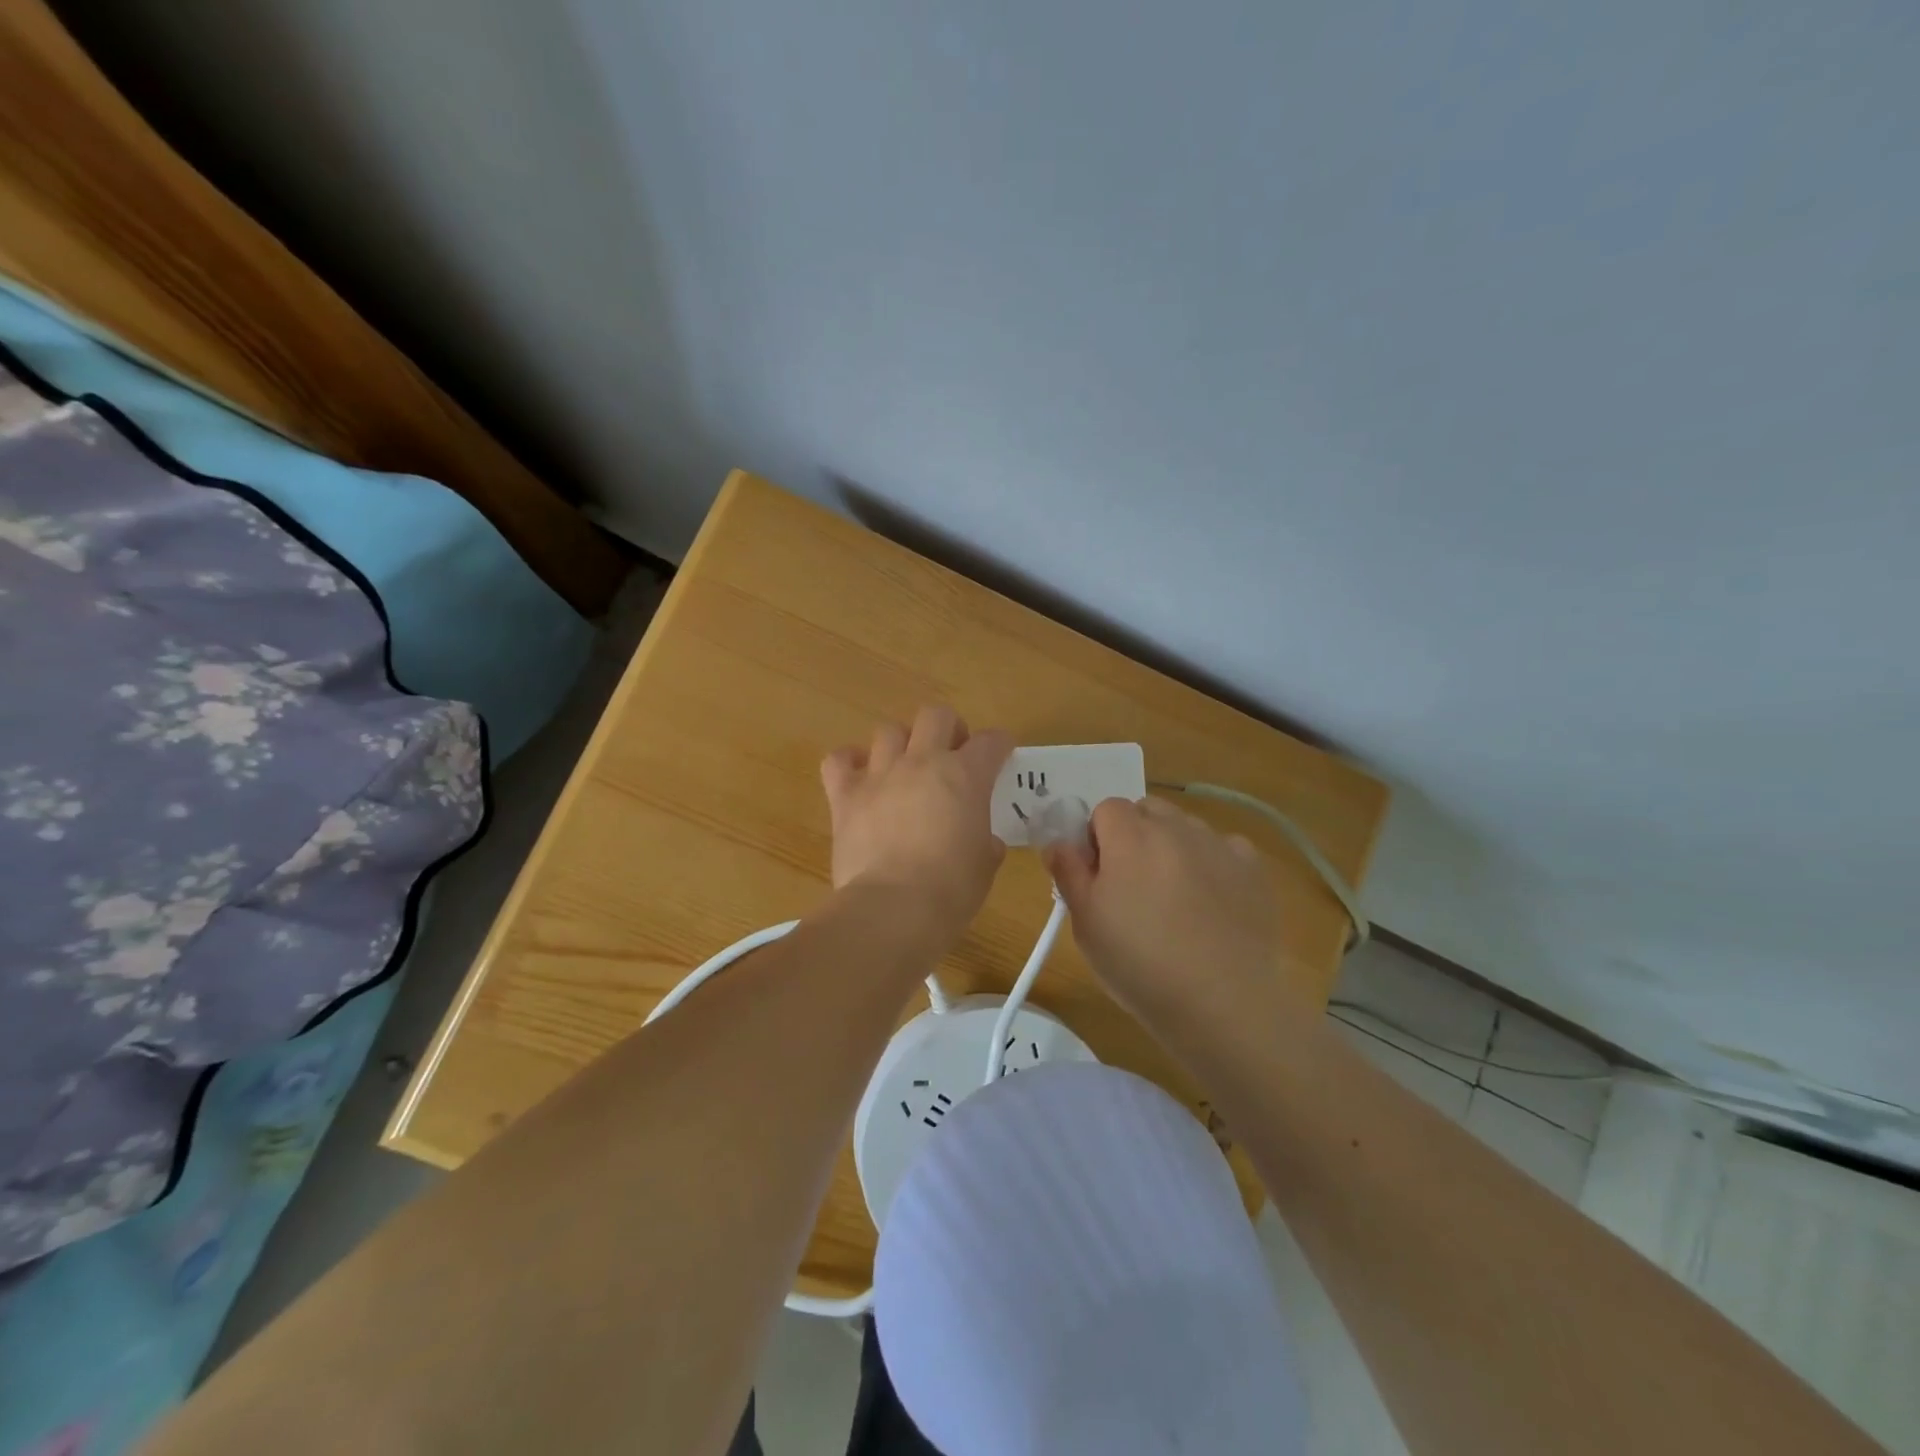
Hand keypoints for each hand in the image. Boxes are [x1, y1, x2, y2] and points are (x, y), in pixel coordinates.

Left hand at [820, 707, 1013, 934]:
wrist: (894, 908)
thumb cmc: (951, 889)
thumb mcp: (985, 865)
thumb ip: (986, 842)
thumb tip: (984, 841)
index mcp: (965, 776)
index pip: (991, 741)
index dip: (999, 745)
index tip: (1001, 756)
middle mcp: (922, 762)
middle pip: (936, 716)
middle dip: (948, 729)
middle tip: (951, 755)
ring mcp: (880, 774)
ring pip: (888, 731)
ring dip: (901, 744)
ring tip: (904, 767)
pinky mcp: (845, 795)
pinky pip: (838, 760)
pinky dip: (849, 762)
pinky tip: (859, 777)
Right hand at [1044, 797, 1295, 1038]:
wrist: (1221, 1002)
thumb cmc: (1139, 963)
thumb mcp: (1086, 922)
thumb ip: (1068, 872)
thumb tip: (1058, 842)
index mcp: (1130, 836)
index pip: (1105, 808)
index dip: (1097, 837)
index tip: (1098, 875)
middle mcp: (1176, 827)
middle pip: (1147, 810)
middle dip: (1135, 835)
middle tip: (1132, 884)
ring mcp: (1218, 845)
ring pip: (1185, 827)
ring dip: (1172, 846)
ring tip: (1174, 898)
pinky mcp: (1252, 868)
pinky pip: (1224, 848)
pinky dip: (1212, 864)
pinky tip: (1211, 902)